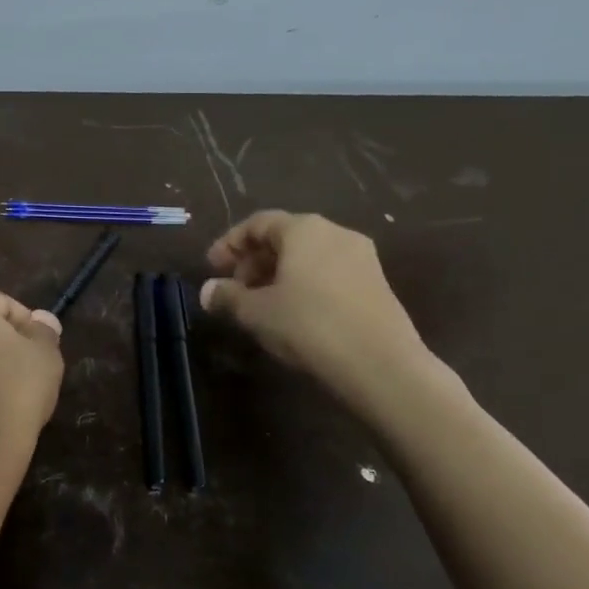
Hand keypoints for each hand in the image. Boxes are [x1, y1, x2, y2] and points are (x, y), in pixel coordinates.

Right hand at [200, 211, 429, 412]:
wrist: (380, 365)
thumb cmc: (308, 325)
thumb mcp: (255, 312)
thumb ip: (228, 296)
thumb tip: (208, 291)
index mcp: (304, 230)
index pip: (258, 223)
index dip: (230, 243)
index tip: (211, 268)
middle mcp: (335, 234)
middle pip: (285, 237)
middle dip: (254, 260)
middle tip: (235, 288)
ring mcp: (361, 258)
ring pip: (308, 257)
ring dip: (278, 275)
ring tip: (261, 304)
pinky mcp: (376, 285)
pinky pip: (328, 273)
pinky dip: (304, 285)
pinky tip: (293, 313)